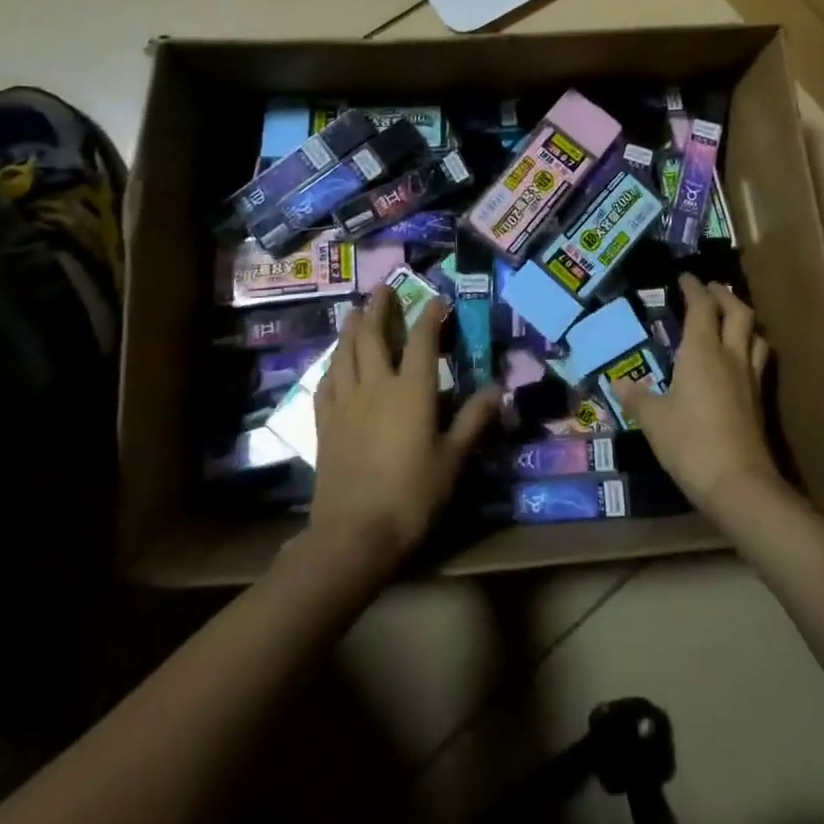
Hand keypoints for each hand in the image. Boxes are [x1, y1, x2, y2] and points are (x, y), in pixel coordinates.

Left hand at [310, 286, 499, 568]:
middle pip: (374, 336)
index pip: (422, 341)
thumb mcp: (452, 460)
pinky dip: (331, 366)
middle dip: (379, 309)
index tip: (435, 299)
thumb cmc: (412, 496)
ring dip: (351, 329)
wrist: (353, 534)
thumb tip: (498, 389)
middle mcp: (376, 386)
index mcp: (411, 391)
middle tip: (382, 289)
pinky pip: (325, 384)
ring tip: (355, 312)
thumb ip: (473, 420)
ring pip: (345, 354)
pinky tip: (333, 365)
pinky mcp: (325, 424)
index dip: (429, 316)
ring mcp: (345, 403)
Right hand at [613, 274, 777, 514]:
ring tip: (730, 318)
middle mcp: (730, 356)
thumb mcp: (653, 419)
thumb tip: (618, 381)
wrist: (738, 484)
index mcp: (701, 351)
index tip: (685, 277)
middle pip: (737, 312)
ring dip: (743, 318)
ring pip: (755, 334)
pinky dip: (750, 346)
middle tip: (711, 289)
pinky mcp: (759, 401)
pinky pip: (759, 360)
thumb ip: (636, 397)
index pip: (701, 307)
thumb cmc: (689, 443)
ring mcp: (750, 378)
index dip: (694, 288)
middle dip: (724, 295)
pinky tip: (739, 359)